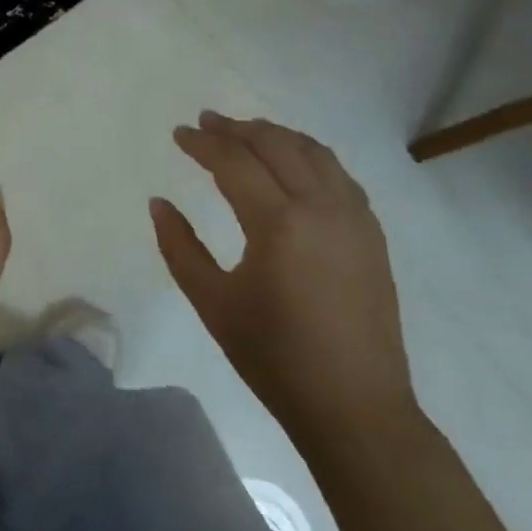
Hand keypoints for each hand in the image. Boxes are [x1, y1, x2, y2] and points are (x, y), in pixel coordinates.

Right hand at [151, 112, 415, 444]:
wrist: (355, 408)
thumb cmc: (274, 357)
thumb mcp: (212, 302)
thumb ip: (179, 246)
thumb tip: (159, 203)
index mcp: (279, 224)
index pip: (235, 162)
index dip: (203, 144)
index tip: (179, 133)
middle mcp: (322, 208)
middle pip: (277, 145)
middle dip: (238, 128)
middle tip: (207, 122)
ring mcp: (355, 219)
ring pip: (314, 152)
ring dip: (276, 135)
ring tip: (246, 132)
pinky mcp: (372, 235)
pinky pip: (339, 175)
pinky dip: (309, 156)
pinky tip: (292, 164)